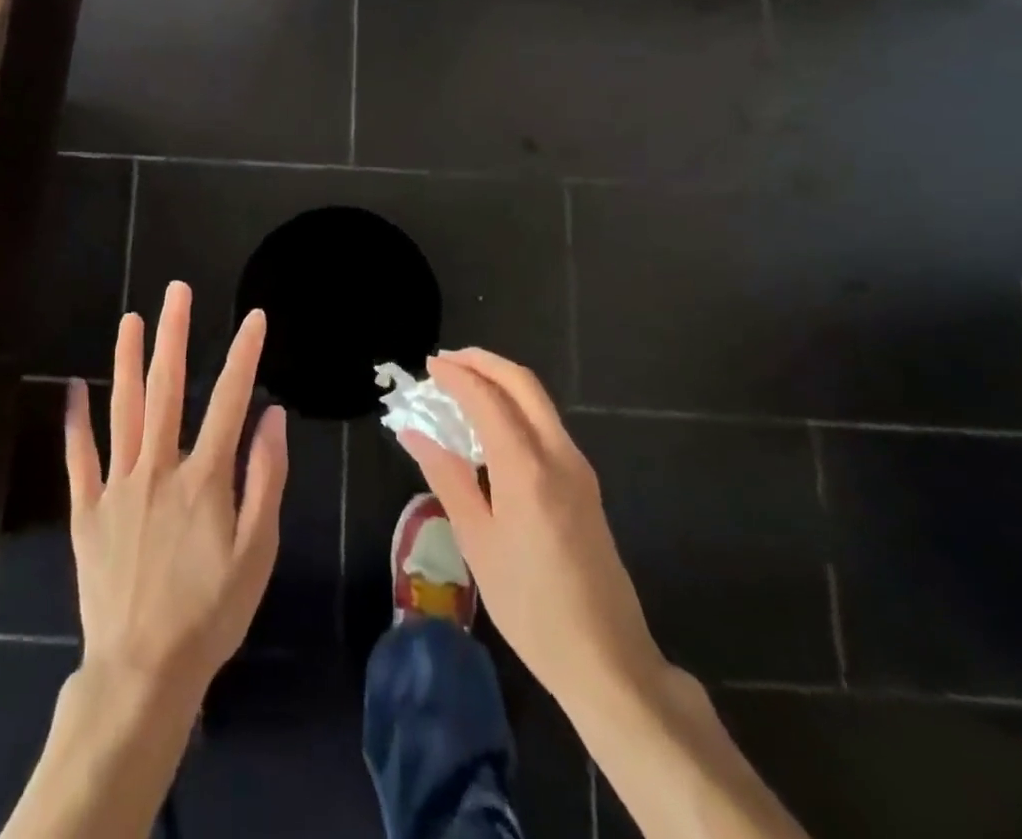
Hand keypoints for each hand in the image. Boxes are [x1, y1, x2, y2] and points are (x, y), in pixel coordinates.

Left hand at [65, 282, 287, 705]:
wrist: (143, 671)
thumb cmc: (210, 613)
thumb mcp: (257, 553)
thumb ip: (266, 481)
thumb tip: (272, 418)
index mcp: (204, 478)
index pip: (229, 401)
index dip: (243, 355)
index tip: (253, 317)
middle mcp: (158, 468)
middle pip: (167, 389)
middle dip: (173, 335)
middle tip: (176, 291)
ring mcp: (118, 486)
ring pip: (122, 410)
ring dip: (127, 361)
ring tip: (130, 319)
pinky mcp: (87, 510)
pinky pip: (79, 458)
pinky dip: (76, 422)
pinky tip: (72, 389)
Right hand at [397, 349, 666, 715]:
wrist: (607, 659)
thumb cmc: (530, 605)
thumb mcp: (477, 542)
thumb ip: (447, 477)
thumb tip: (414, 433)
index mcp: (526, 468)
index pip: (487, 398)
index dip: (456, 376)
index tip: (428, 366)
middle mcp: (558, 454)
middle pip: (522, 383)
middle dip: (483, 362)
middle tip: (446, 361)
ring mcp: (578, 468)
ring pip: (538, 401)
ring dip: (500, 381)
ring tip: (462, 386)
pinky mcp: (585, 484)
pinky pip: (546, 424)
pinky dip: (515, 406)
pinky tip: (490, 425)